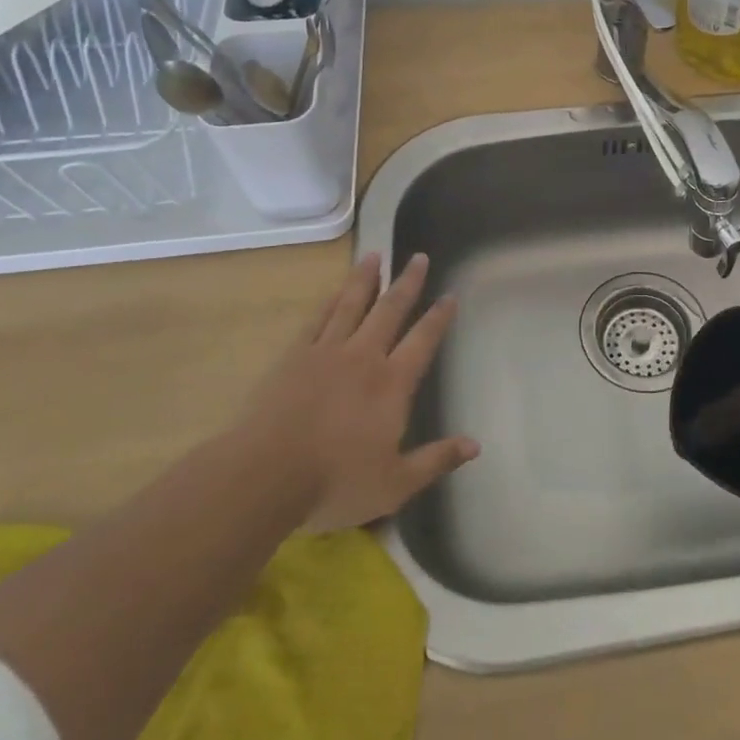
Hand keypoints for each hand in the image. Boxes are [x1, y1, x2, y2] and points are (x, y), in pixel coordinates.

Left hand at [235, 251, 478, 532]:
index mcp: (392, 383)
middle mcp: (364, 357)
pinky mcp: (294, 357)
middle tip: (417, 257)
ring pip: (352, 304)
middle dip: (407, 283)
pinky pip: (317, 319)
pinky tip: (336, 289)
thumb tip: (475, 446)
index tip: (450, 294)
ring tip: (374, 256)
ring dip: (366, 279)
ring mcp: (326, 352)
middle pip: (390, 310)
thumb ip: (435, 460)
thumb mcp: (395, 484)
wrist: (264, 476)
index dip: (439, 317)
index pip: (423, 340)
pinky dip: (330, 300)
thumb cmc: (335, 482)